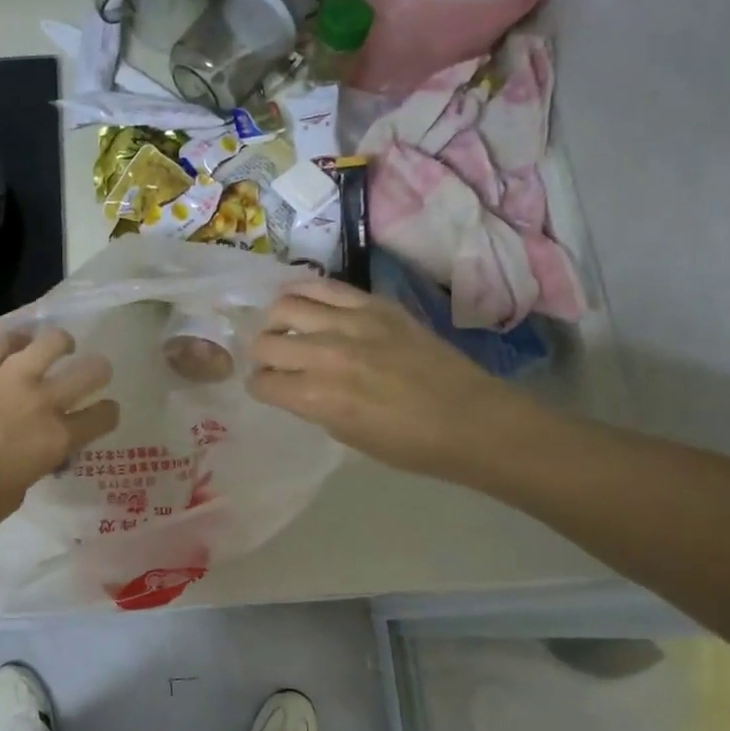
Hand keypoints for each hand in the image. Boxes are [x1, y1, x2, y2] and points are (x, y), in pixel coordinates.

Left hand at [0, 324, 119, 547]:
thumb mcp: (19, 492)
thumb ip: (37, 464)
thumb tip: (37, 452)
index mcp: (56, 440)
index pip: (102, 416)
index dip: (107, 414)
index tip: (104, 413)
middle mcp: (40, 402)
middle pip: (90, 371)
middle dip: (97, 371)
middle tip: (91, 373)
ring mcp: (5, 378)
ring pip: (50, 341)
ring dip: (60, 343)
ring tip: (58, 345)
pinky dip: (12, 334)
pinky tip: (16, 338)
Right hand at [248, 277, 534, 483]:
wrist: (470, 419)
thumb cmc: (409, 444)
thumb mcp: (347, 435)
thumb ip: (312, 406)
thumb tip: (294, 386)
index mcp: (317, 397)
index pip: (262, 382)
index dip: (259, 387)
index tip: (266, 388)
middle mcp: (325, 355)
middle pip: (265, 342)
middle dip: (260, 354)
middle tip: (270, 359)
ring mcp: (351, 322)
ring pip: (286, 304)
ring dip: (275, 319)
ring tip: (282, 326)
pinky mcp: (375, 304)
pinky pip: (324, 286)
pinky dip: (303, 291)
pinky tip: (302, 301)